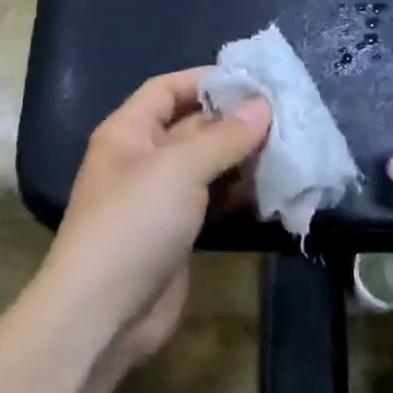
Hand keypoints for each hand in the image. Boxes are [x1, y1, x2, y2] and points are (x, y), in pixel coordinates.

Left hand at [39, 69, 270, 364]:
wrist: (105, 311)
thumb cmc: (134, 223)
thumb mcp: (179, 168)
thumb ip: (224, 137)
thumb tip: (263, 106)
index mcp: (128, 133)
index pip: (166, 89)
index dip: (205, 80)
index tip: (254, 81)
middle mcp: (142, 160)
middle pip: (191, 127)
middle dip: (234, 122)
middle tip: (286, 119)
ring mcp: (160, 199)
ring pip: (206, 167)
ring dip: (242, 160)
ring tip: (287, 152)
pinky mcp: (177, 233)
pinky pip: (211, 202)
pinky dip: (238, 195)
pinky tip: (271, 192)